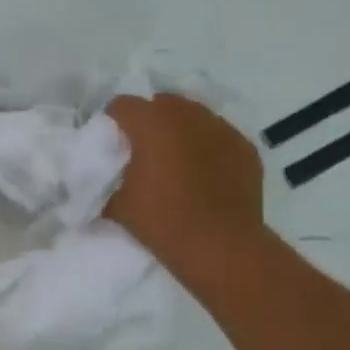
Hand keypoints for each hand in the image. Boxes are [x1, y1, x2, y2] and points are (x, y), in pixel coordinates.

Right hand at [104, 93, 265, 276]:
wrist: (220, 246)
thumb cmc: (162, 222)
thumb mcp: (117, 205)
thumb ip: (108, 181)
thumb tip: (105, 180)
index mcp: (151, 123)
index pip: (122, 105)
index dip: (113, 121)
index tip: (112, 143)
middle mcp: (187, 115)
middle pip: (161, 103)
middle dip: (149, 120)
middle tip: (144, 151)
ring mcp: (221, 128)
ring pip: (193, 116)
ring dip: (180, 130)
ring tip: (177, 160)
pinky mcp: (244, 147)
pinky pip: (218, 136)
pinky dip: (208, 147)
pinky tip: (205, 174)